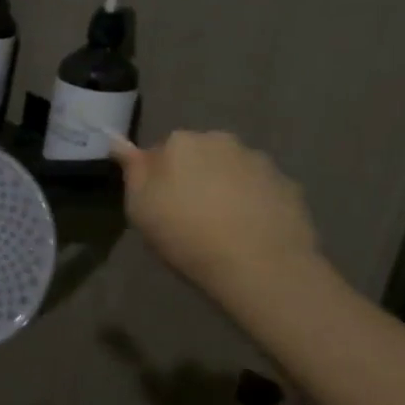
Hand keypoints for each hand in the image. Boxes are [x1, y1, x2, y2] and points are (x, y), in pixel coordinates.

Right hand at [112, 131, 321, 302]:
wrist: (259, 265)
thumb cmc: (186, 235)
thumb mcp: (140, 207)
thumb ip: (132, 169)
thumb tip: (116, 139)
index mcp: (180, 143)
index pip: (160, 152)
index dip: (158, 179)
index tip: (160, 205)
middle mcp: (220, 140)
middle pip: (198, 155)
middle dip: (193, 176)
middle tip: (190, 215)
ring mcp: (258, 161)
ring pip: (231, 169)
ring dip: (224, 187)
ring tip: (223, 226)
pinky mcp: (288, 184)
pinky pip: (259, 188)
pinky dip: (253, 202)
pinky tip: (250, 231)